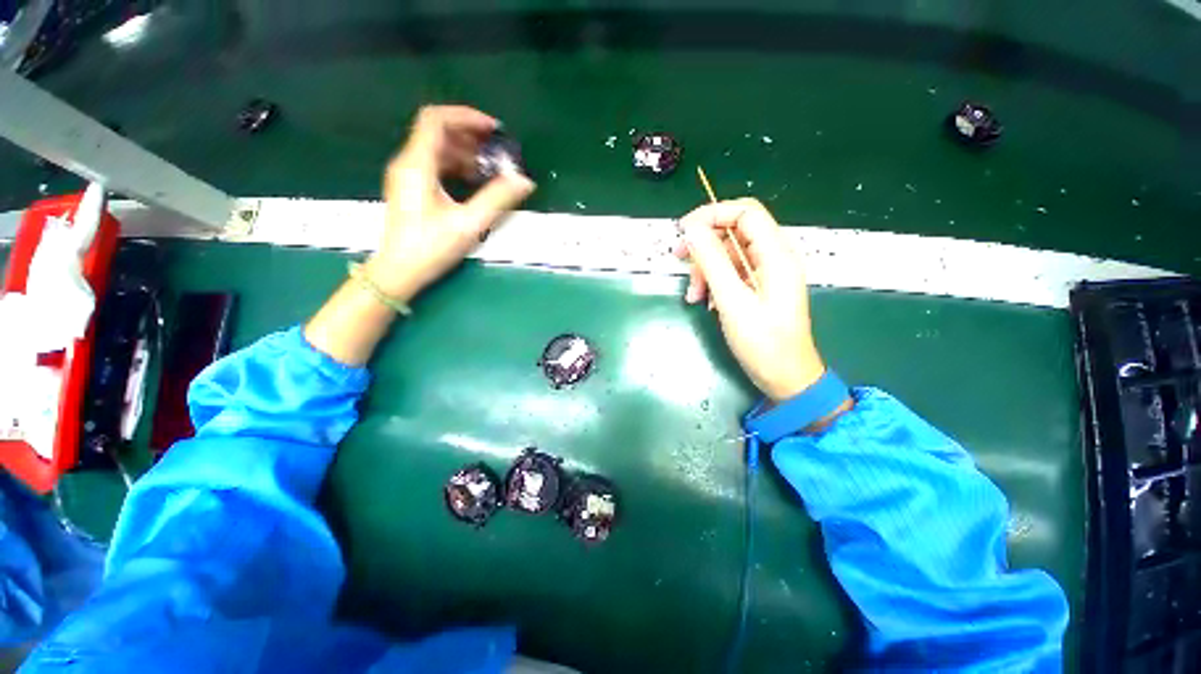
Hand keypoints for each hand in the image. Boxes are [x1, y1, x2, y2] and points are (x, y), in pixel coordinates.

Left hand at [364, 105, 535, 301]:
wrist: (400, 271)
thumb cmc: (431, 247)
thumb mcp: (469, 224)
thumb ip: (497, 199)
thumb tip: (524, 181)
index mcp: (417, 165)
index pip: (436, 120)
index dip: (465, 117)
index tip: (492, 129)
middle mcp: (407, 163)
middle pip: (436, 131)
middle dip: (468, 135)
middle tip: (495, 148)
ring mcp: (406, 176)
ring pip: (435, 149)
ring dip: (463, 151)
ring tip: (488, 166)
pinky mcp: (410, 188)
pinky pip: (433, 164)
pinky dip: (455, 165)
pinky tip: (472, 180)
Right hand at [675, 198, 825, 401]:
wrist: (785, 377)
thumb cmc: (763, 342)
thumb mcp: (733, 301)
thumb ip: (712, 262)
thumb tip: (692, 230)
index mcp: (776, 255)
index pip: (745, 213)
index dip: (713, 214)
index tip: (684, 230)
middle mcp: (773, 257)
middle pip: (734, 232)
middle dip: (704, 244)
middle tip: (678, 256)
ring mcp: (765, 273)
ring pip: (728, 254)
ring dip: (705, 269)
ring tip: (694, 294)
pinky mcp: (757, 287)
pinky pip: (730, 273)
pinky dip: (713, 282)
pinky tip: (704, 301)